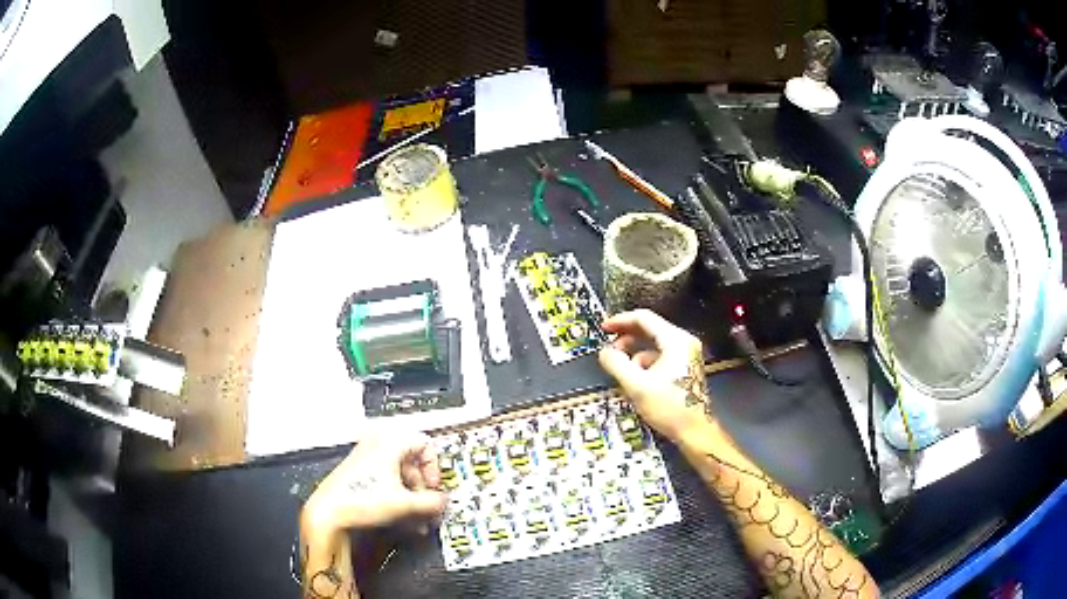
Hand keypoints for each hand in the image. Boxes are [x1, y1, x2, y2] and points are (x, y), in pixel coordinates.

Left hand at [301, 429, 447, 538]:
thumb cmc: (358, 500)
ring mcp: (366, 457)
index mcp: (389, 441)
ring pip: (400, 472)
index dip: (434, 467)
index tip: (433, 486)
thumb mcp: (405, 503)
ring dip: (411, 494)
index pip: (425, 444)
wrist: (329, 512)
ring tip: (414, 516)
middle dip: (422, 486)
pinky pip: (387, 478)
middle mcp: (376, 444)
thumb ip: (432, 501)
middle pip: (413, 460)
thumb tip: (443, 500)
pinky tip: (400, 514)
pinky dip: (397, 493)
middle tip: (425, 503)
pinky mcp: (359, 471)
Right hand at [598, 309, 711, 439]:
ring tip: (622, 369)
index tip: (603, 328)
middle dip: (626, 338)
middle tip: (609, 348)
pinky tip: (637, 379)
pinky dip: (645, 362)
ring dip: (635, 353)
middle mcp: (683, 342)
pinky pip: (660, 356)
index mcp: (675, 341)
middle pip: (650, 329)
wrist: (695, 431)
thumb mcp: (637, 386)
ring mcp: (686, 354)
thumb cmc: (670, 408)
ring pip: (654, 344)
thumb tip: (604, 352)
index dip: (621, 321)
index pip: (644, 318)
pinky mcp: (685, 367)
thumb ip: (617, 364)